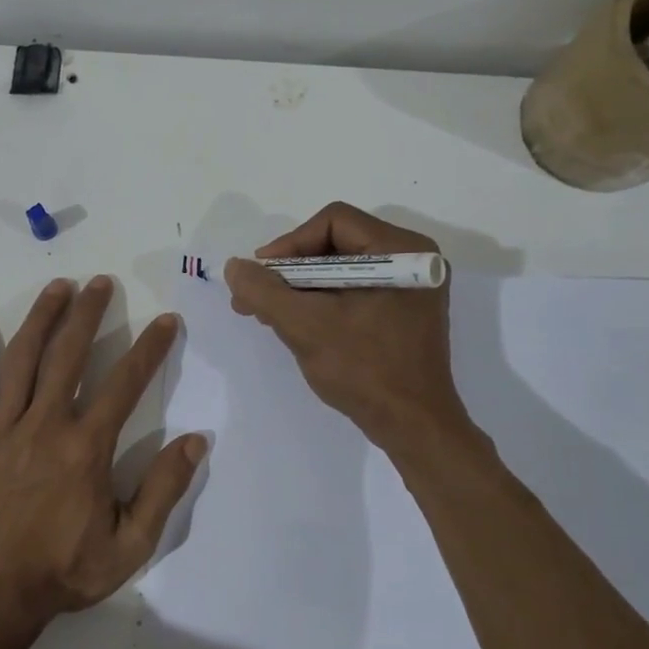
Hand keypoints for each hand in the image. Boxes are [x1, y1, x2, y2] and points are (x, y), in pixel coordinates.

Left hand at [0, 276, 205, 646]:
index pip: (125, 384)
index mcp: (86, 448)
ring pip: (22, 361)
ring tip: (57, 287)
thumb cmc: (64, 571)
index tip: (165, 321)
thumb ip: (163, 490)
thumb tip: (196, 440)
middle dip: (88, 314)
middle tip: (100, 283)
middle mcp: (45, 426)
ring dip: (41, 319)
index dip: (149, 348)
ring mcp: (1, 430)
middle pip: (69, 355)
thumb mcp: (130, 545)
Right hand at [224, 202, 474, 455]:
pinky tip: (295, 324)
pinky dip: (321, 303)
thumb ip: (264, 291)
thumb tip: (235, 267)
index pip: (333, 221)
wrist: (413, 427)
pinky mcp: (402, 312)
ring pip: (340, 270)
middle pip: (335, 244)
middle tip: (255, 298)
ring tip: (267, 315)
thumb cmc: (364, 370)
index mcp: (401, 251)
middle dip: (290, 271)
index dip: (290, 244)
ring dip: (300, 289)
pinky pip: (352, 292)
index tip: (262, 275)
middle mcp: (412, 259)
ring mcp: (409, 288)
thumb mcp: (305, 326)